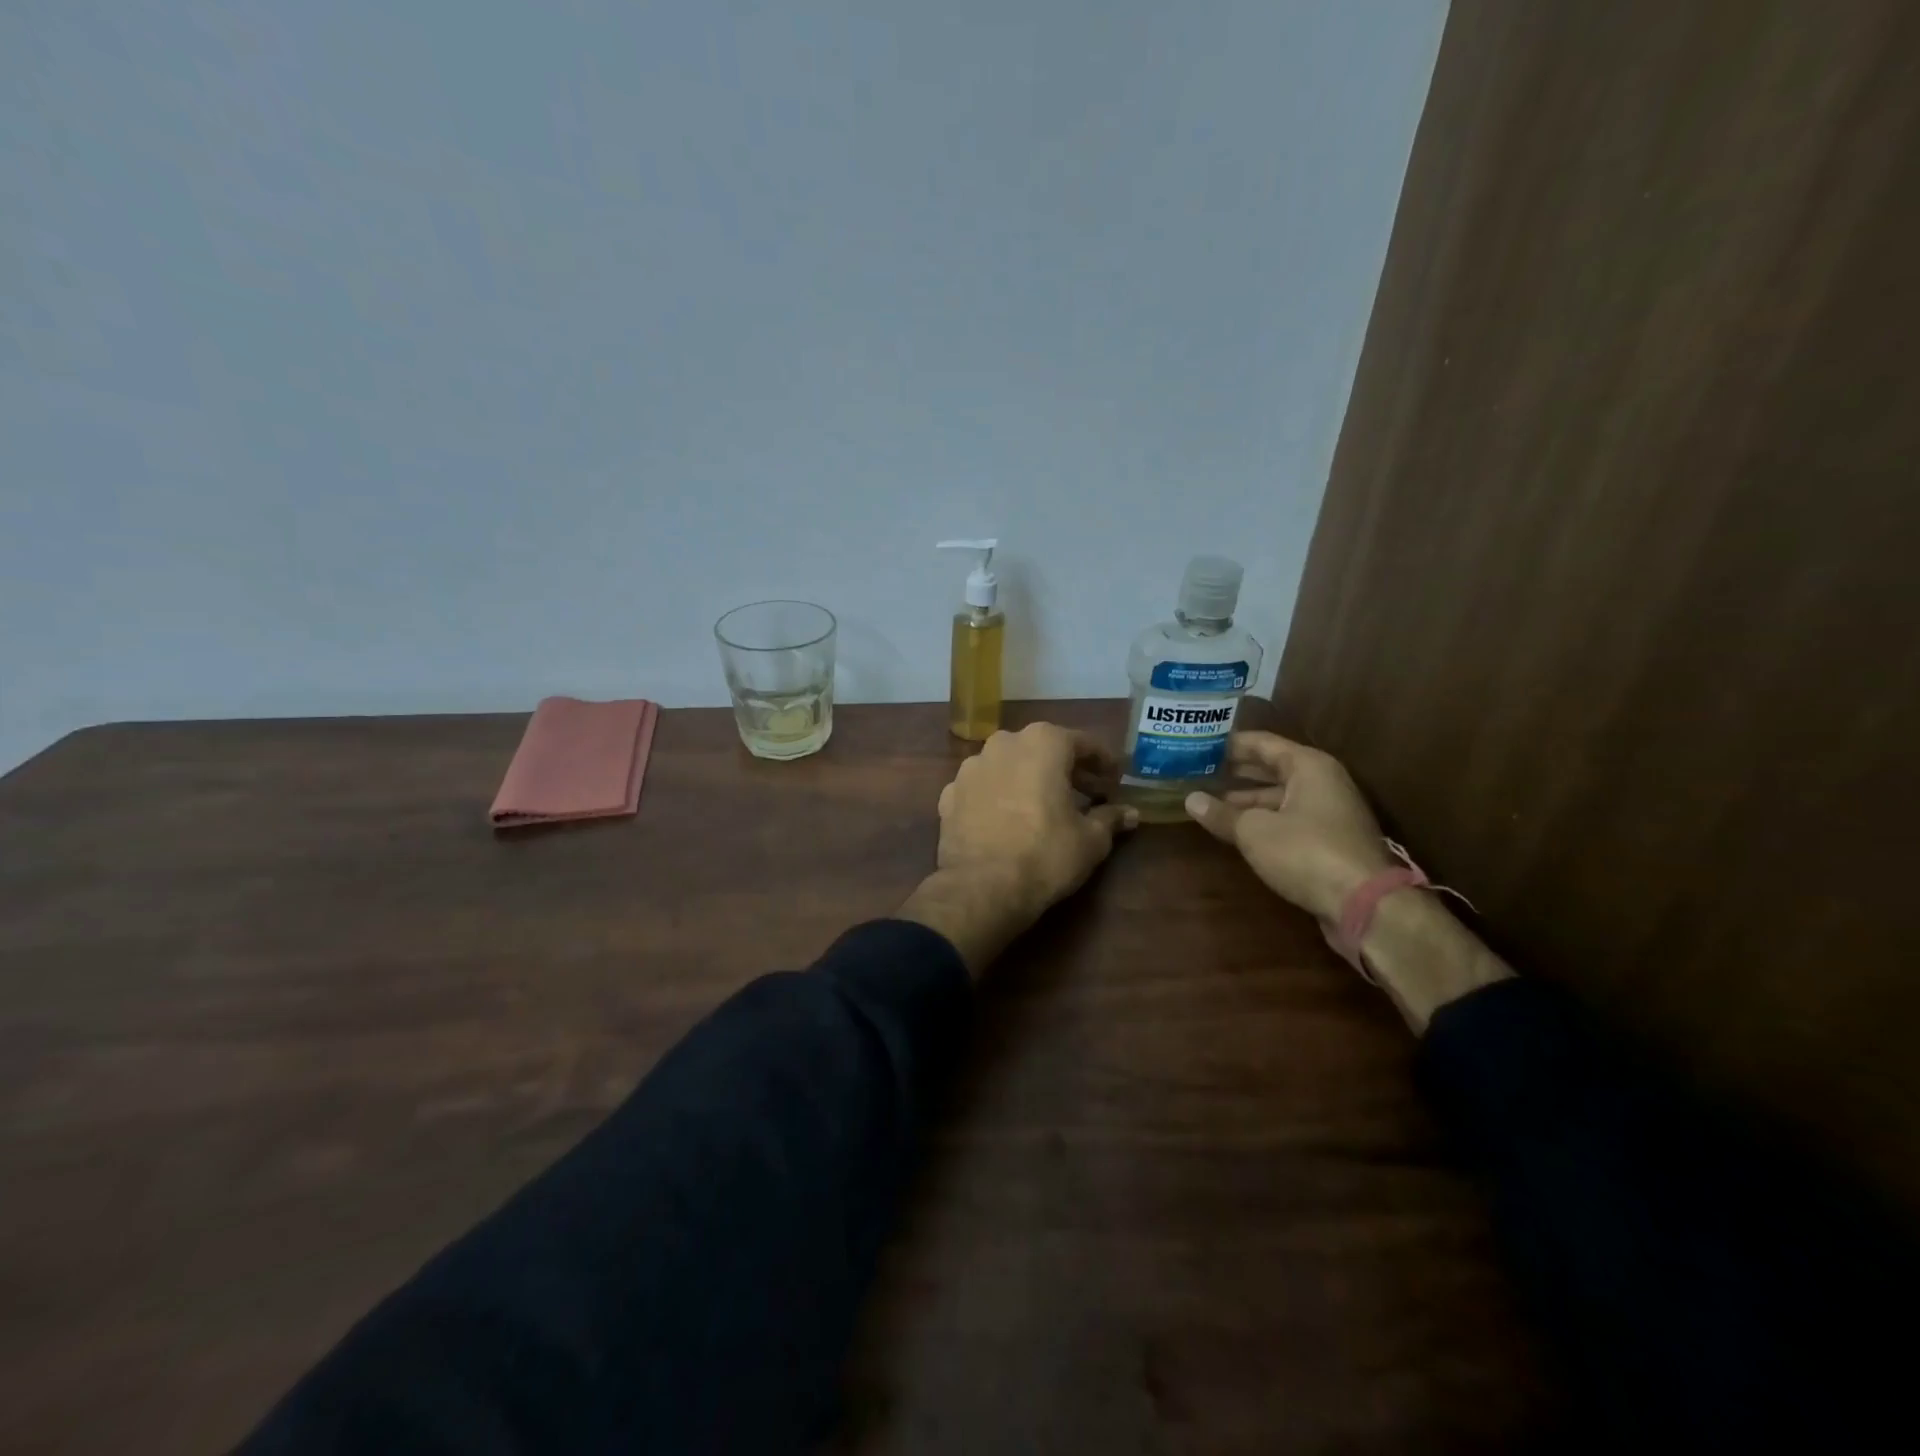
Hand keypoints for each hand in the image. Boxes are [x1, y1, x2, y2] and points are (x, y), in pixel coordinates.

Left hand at [901, 724, 1136, 975]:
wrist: (981, 888)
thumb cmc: (1045, 854)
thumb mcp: (1091, 839)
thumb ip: (1110, 818)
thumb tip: (1129, 814)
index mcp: (1042, 743)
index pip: (1082, 743)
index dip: (1103, 761)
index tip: (1115, 778)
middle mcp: (1003, 744)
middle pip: (1042, 749)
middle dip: (1066, 768)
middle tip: (1087, 792)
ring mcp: (970, 768)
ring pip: (1008, 766)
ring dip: (1028, 779)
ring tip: (1045, 806)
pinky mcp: (949, 795)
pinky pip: (983, 789)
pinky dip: (998, 798)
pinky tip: (1008, 820)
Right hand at [1183, 732, 1397, 921]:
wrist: (1364, 904)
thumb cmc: (1306, 852)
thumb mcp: (1254, 831)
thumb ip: (1222, 813)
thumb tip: (1191, 800)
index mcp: (1308, 766)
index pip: (1261, 742)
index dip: (1229, 743)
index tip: (1198, 744)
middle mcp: (1322, 782)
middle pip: (1271, 767)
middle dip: (1235, 770)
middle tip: (1197, 770)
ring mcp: (1328, 812)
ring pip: (1279, 796)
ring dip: (1246, 798)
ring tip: (1208, 800)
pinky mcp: (1328, 840)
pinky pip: (1287, 818)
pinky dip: (1262, 819)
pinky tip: (1235, 827)